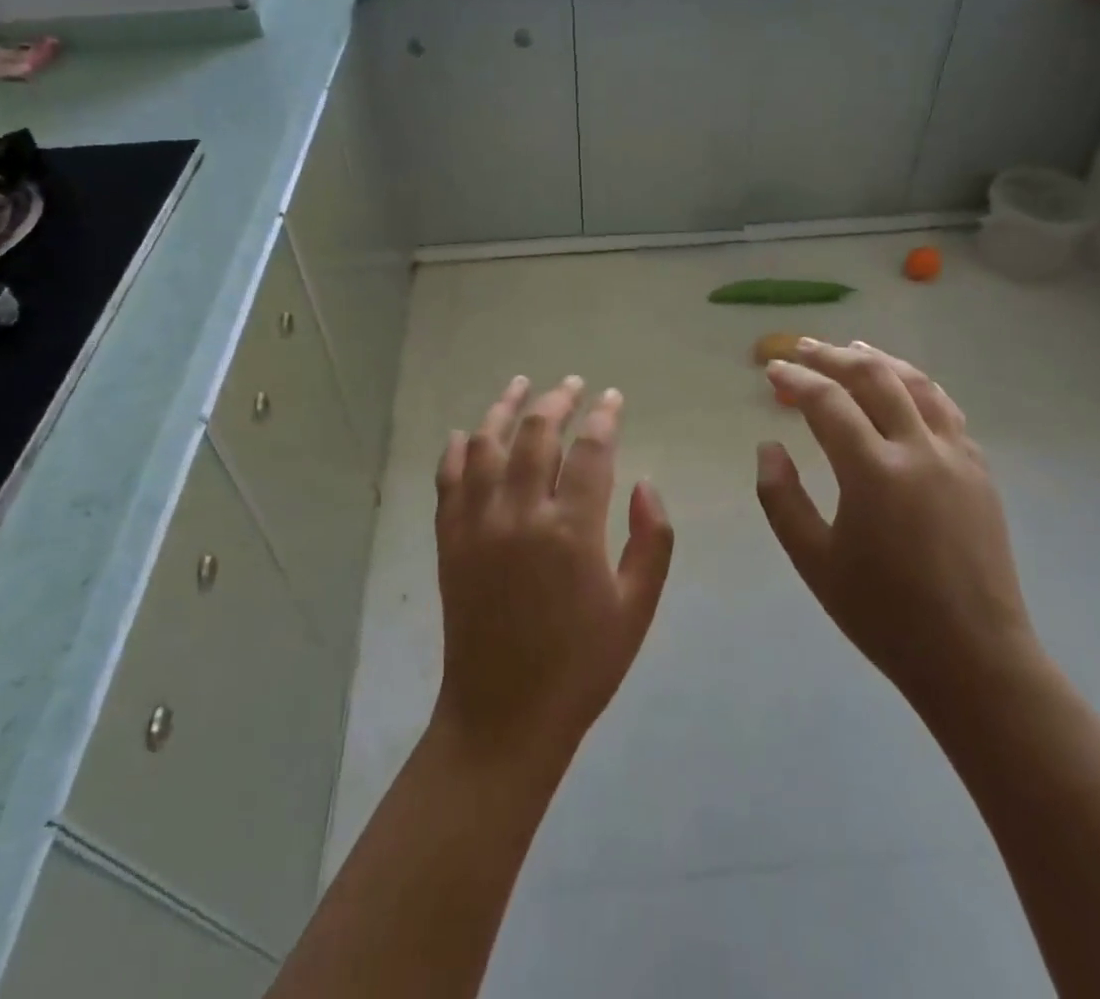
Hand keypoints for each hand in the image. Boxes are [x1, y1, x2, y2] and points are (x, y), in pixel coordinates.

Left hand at [432, 376, 674, 770]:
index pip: (591, 450)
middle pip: (537, 433)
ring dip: (504, 408)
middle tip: (572, 385)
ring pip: (486, 444)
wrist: (504, 715)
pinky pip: (448, 479)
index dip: (604, 416)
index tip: (613, 398)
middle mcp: (520, 514)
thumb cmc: (581, 665)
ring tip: (520, 386)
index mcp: (572, 530)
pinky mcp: (449, 539)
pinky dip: (456, 450)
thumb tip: (644, 482)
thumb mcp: (636, 609)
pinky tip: (465, 433)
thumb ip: (651, 540)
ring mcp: (477, 523)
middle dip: (557, 400)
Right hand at [756, 341, 1037, 715]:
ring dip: (880, 360)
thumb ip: (781, 497)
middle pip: (874, 377)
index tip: (772, 371)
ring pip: (917, 384)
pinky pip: (946, 410)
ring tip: (852, 349)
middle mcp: (919, 451)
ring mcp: (956, 457)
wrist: (974, 657)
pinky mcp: (979, 472)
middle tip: (803, 348)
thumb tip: (769, 447)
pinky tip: (903, 388)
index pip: (828, 402)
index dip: (795, 380)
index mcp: (873, 473)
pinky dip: (917, 386)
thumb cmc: (883, 613)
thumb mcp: (813, 560)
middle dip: (833, 356)